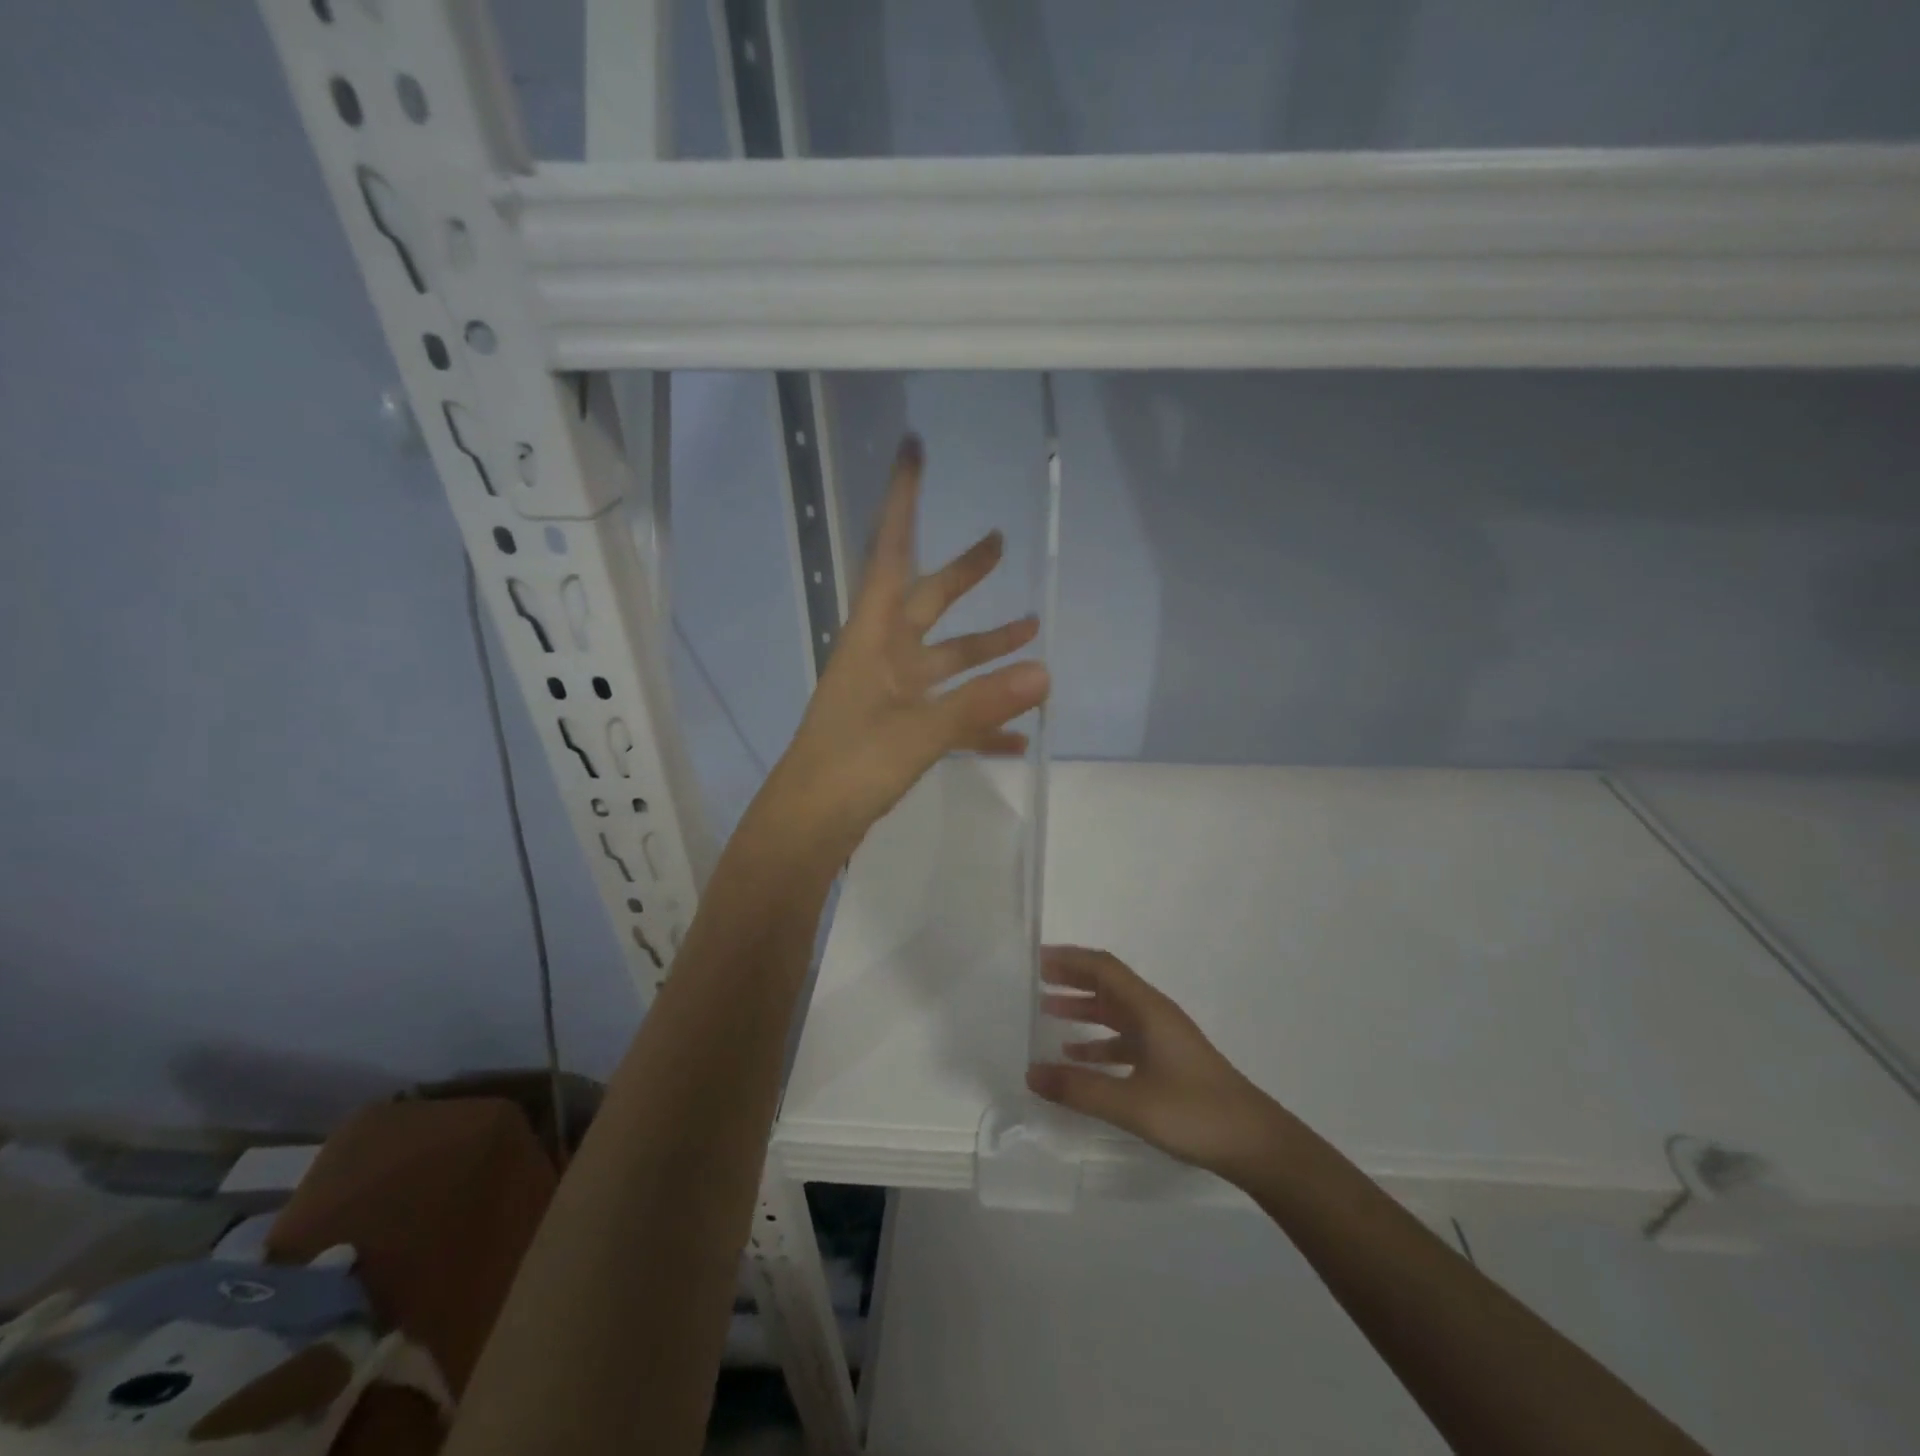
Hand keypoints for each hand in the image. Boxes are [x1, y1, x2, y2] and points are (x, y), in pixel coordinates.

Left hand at [763, 434, 1049, 856]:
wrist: (809, 825)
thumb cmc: (850, 766)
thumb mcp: (919, 732)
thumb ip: (981, 703)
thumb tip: (1045, 674)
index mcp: (874, 637)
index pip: (892, 553)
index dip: (903, 501)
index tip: (913, 451)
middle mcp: (883, 656)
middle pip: (929, 601)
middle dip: (964, 574)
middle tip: (999, 543)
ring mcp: (891, 694)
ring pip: (947, 661)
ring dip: (986, 647)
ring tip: (1032, 630)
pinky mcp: (899, 730)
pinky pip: (948, 713)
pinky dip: (980, 720)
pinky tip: (1017, 737)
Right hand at [1027, 946, 1285, 1178]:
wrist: (1257, 1144)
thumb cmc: (1195, 1113)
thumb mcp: (1131, 1103)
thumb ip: (1079, 1088)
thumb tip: (1030, 1074)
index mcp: (1148, 1010)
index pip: (1103, 967)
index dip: (1069, 959)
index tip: (1036, 959)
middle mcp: (1154, 1015)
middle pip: (1108, 984)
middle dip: (1072, 978)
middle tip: (1034, 979)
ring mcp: (1163, 1039)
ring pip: (1115, 1012)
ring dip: (1083, 1008)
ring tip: (1047, 1011)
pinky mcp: (1168, 1063)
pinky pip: (1124, 1040)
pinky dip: (1098, 1042)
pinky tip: (1078, 1058)